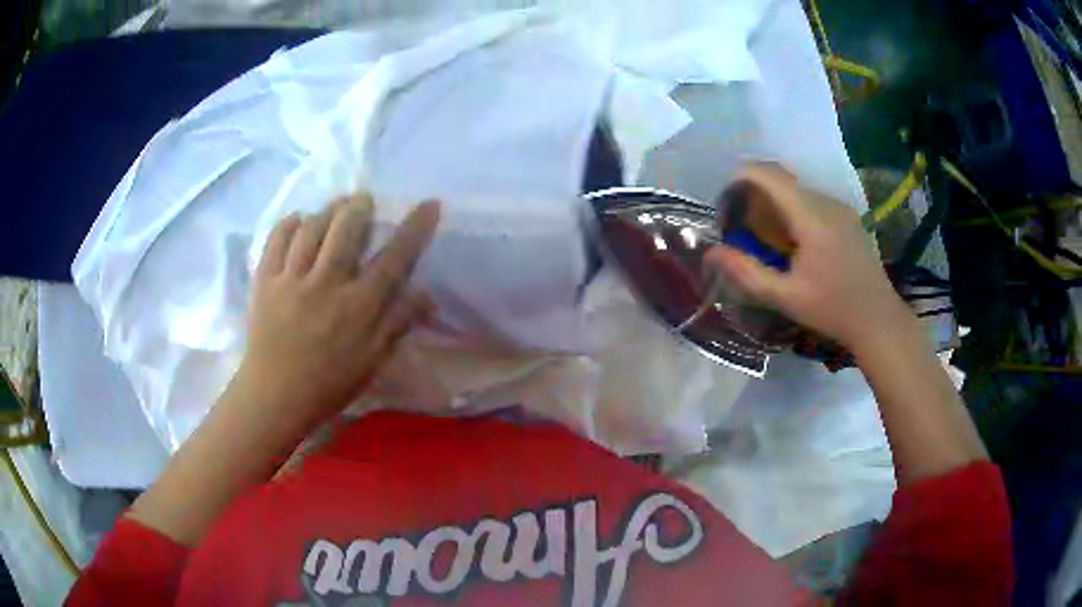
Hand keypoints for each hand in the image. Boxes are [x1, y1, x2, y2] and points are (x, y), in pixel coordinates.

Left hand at [236, 194, 439, 428]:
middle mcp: (326, 284)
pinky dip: (289, 223)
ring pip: (312, 228)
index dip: (414, 228)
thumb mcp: (372, 361)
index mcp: (358, 307)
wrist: (274, 397)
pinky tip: (298, 220)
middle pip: (347, 229)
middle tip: (364, 200)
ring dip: (328, 209)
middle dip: (360, 206)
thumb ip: (398, 323)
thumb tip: (427, 294)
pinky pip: (276, 239)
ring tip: (335, 206)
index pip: (394, 258)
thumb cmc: (328, 384)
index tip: (429, 204)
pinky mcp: (264, 280)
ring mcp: (291, 279)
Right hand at [705, 163, 909, 349]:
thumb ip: (747, 273)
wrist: (878, 319)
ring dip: (775, 200)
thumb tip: (711, 252)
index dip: (742, 177)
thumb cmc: (832, 311)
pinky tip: (793, 240)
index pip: (770, 176)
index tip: (725, 199)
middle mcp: (827, 203)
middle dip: (755, 192)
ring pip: (798, 189)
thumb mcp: (786, 297)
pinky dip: (794, 208)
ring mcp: (841, 207)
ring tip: (765, 234)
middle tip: (740, 222)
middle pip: (783, 179)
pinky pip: (813, 199)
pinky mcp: (848, 216)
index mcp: (812, 218)